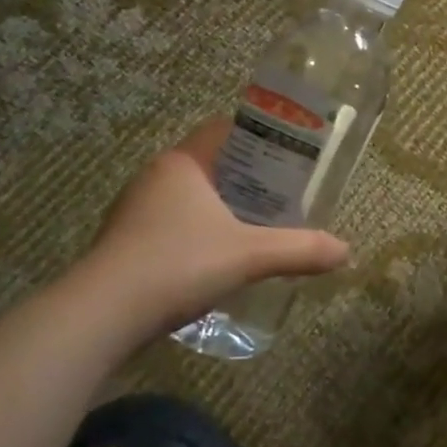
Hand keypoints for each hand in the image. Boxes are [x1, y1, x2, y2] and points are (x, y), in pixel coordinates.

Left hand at [76, 118, 349, 332]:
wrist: (100, 317)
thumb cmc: (178, 264)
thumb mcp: (250, 255)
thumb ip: (300, 250)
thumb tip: (346, 252)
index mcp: (183, 163)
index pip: (225, 129)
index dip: (261, 136)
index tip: (292, 153)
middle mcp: (156, 177)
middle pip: (213, 164)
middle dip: (250, 176)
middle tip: (288, 193)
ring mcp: (136, 211)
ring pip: (192, 197)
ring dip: (224, 207)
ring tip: (261, 225)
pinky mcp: (127, 243)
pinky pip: (174, 225)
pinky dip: (201, 232)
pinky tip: (221, 258)